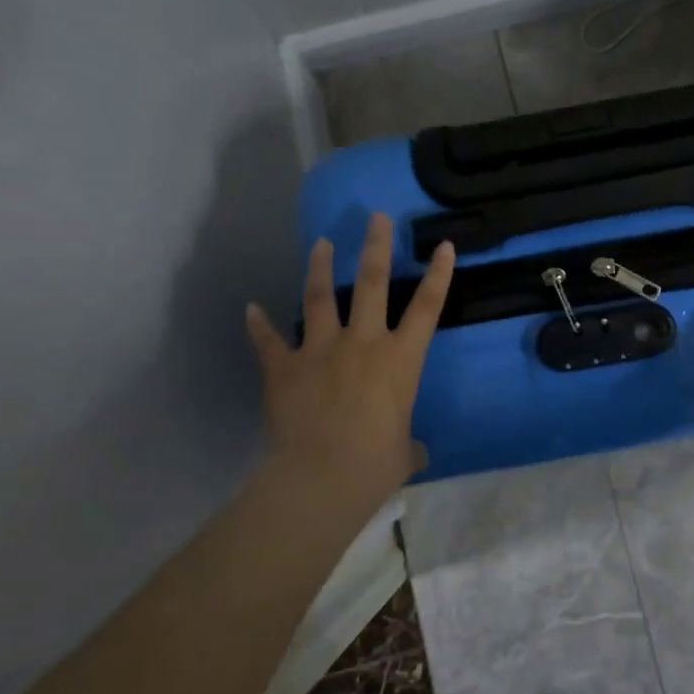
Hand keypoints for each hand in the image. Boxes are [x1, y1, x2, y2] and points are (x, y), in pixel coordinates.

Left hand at [245, 213, 453, 527]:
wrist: (321, 477)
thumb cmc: (376, 464)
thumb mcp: (404, 454)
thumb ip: (409, 443)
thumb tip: (413, 452)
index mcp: (400, 359)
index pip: (427, 307)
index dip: (439, 275)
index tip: (444, 245)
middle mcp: (363, 343)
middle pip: (371, 283)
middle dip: (375, 246)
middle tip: (376, 217)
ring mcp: (320, 351)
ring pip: (319, 297)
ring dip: (319, 267)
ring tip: (320, 243)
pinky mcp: (284, 368)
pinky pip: (269, 341)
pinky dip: (259, 325)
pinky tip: (250, 308)